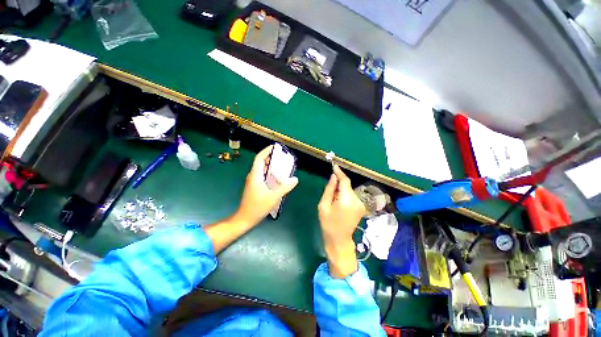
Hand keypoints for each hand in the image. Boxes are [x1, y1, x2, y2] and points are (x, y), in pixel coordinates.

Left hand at [234, 145, 298, 226]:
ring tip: (281, 165)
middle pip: (261, 162)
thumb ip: (285, 187)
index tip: (274, 147)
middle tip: (281, 157)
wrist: (245, 218)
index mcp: (255, 175)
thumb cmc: (258, 206)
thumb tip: (295, 179)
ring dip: (270, 165)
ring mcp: (252, 181)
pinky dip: (269, 172)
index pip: (259, 158)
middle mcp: (253, 176)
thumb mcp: (274, 197)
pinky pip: (262, 175)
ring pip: (261, 169)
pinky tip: (277, 177)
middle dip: (270, 157)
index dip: (266, 151)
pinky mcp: (254, 186)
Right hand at [318, 165, 365, 277]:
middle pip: (347, 185)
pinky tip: (338, 202)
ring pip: (349, 190)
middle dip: (339, 183)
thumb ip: (329, 189)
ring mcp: (360, 204)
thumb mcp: (323, 205)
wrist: (339, 240)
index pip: (345, 181)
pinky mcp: (361, 207)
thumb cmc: (328, 224)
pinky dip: (344, 195)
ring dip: (341, 189)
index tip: (334, 166)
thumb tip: (333, 176)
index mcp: (346, 200)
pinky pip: (351, 196)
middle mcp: (356, 200)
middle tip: (329, 187)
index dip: (339, 172)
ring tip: (332, 198)